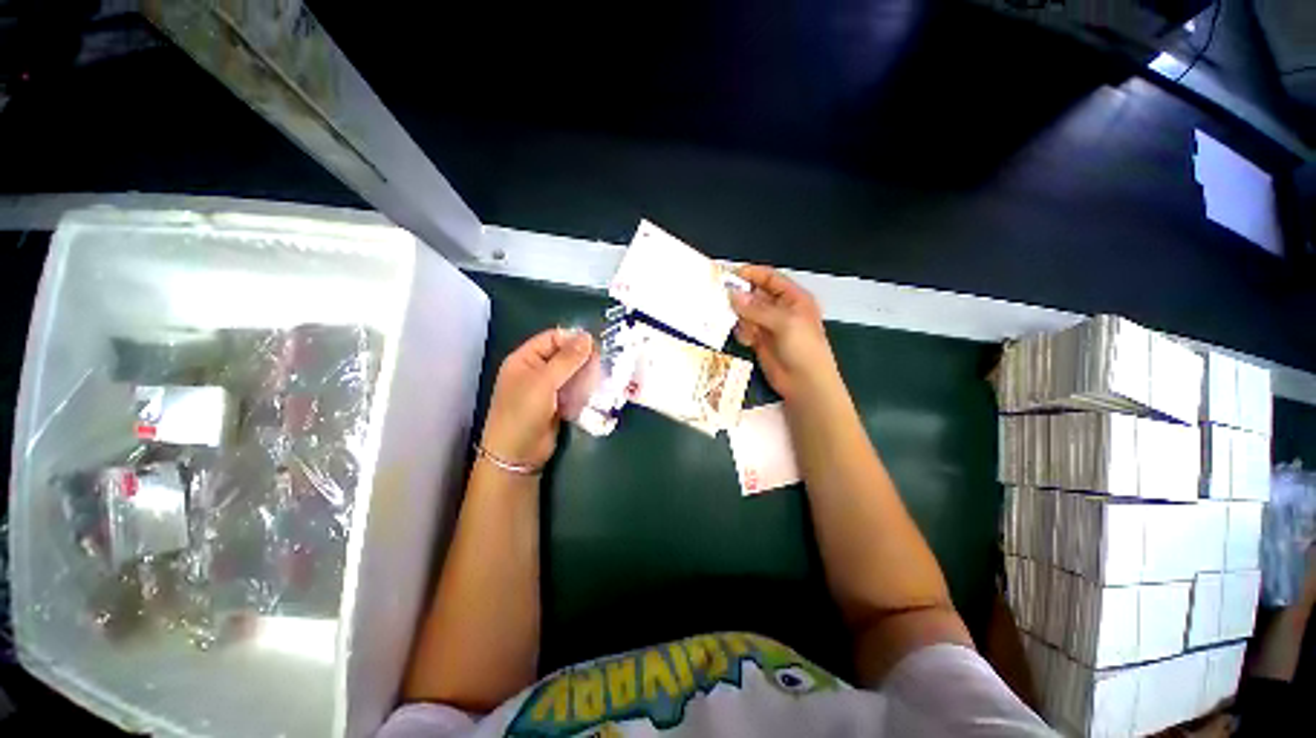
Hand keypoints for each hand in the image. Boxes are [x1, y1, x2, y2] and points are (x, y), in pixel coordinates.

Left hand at [480, 328, 593, 468]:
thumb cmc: (523, 412)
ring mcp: (548, 388)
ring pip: (572, 373)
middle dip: (583, 358)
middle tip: (603, 362)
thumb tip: (587, 337)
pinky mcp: (558, 403)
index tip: (596, 345)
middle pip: (564, 355)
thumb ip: (567, 359)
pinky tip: (597, 390)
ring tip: (604, 376)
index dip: (573, 339)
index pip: (552, 338)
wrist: (517, 454)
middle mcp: (536, 370)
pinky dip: (585, 388)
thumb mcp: (544, 382)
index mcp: (525, 359)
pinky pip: (574, 389)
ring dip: (587, 374)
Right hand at [729, 265, 839, 401]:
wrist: (805, 383)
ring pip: (747, 313)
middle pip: (755, 295)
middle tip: (722, 297)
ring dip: (740, 317)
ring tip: (739, 324)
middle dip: (741, 296)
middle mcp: (780, 309)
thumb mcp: (784, 323)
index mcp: (793, 298)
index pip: (770, 279)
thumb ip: (756, 308)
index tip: (730, 274)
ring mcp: (769, 325)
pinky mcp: (759, 341)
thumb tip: (732, 295)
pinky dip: (742, 332)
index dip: (752, 274)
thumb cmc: (803, 348)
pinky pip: (744, 329)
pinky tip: (747, 341)